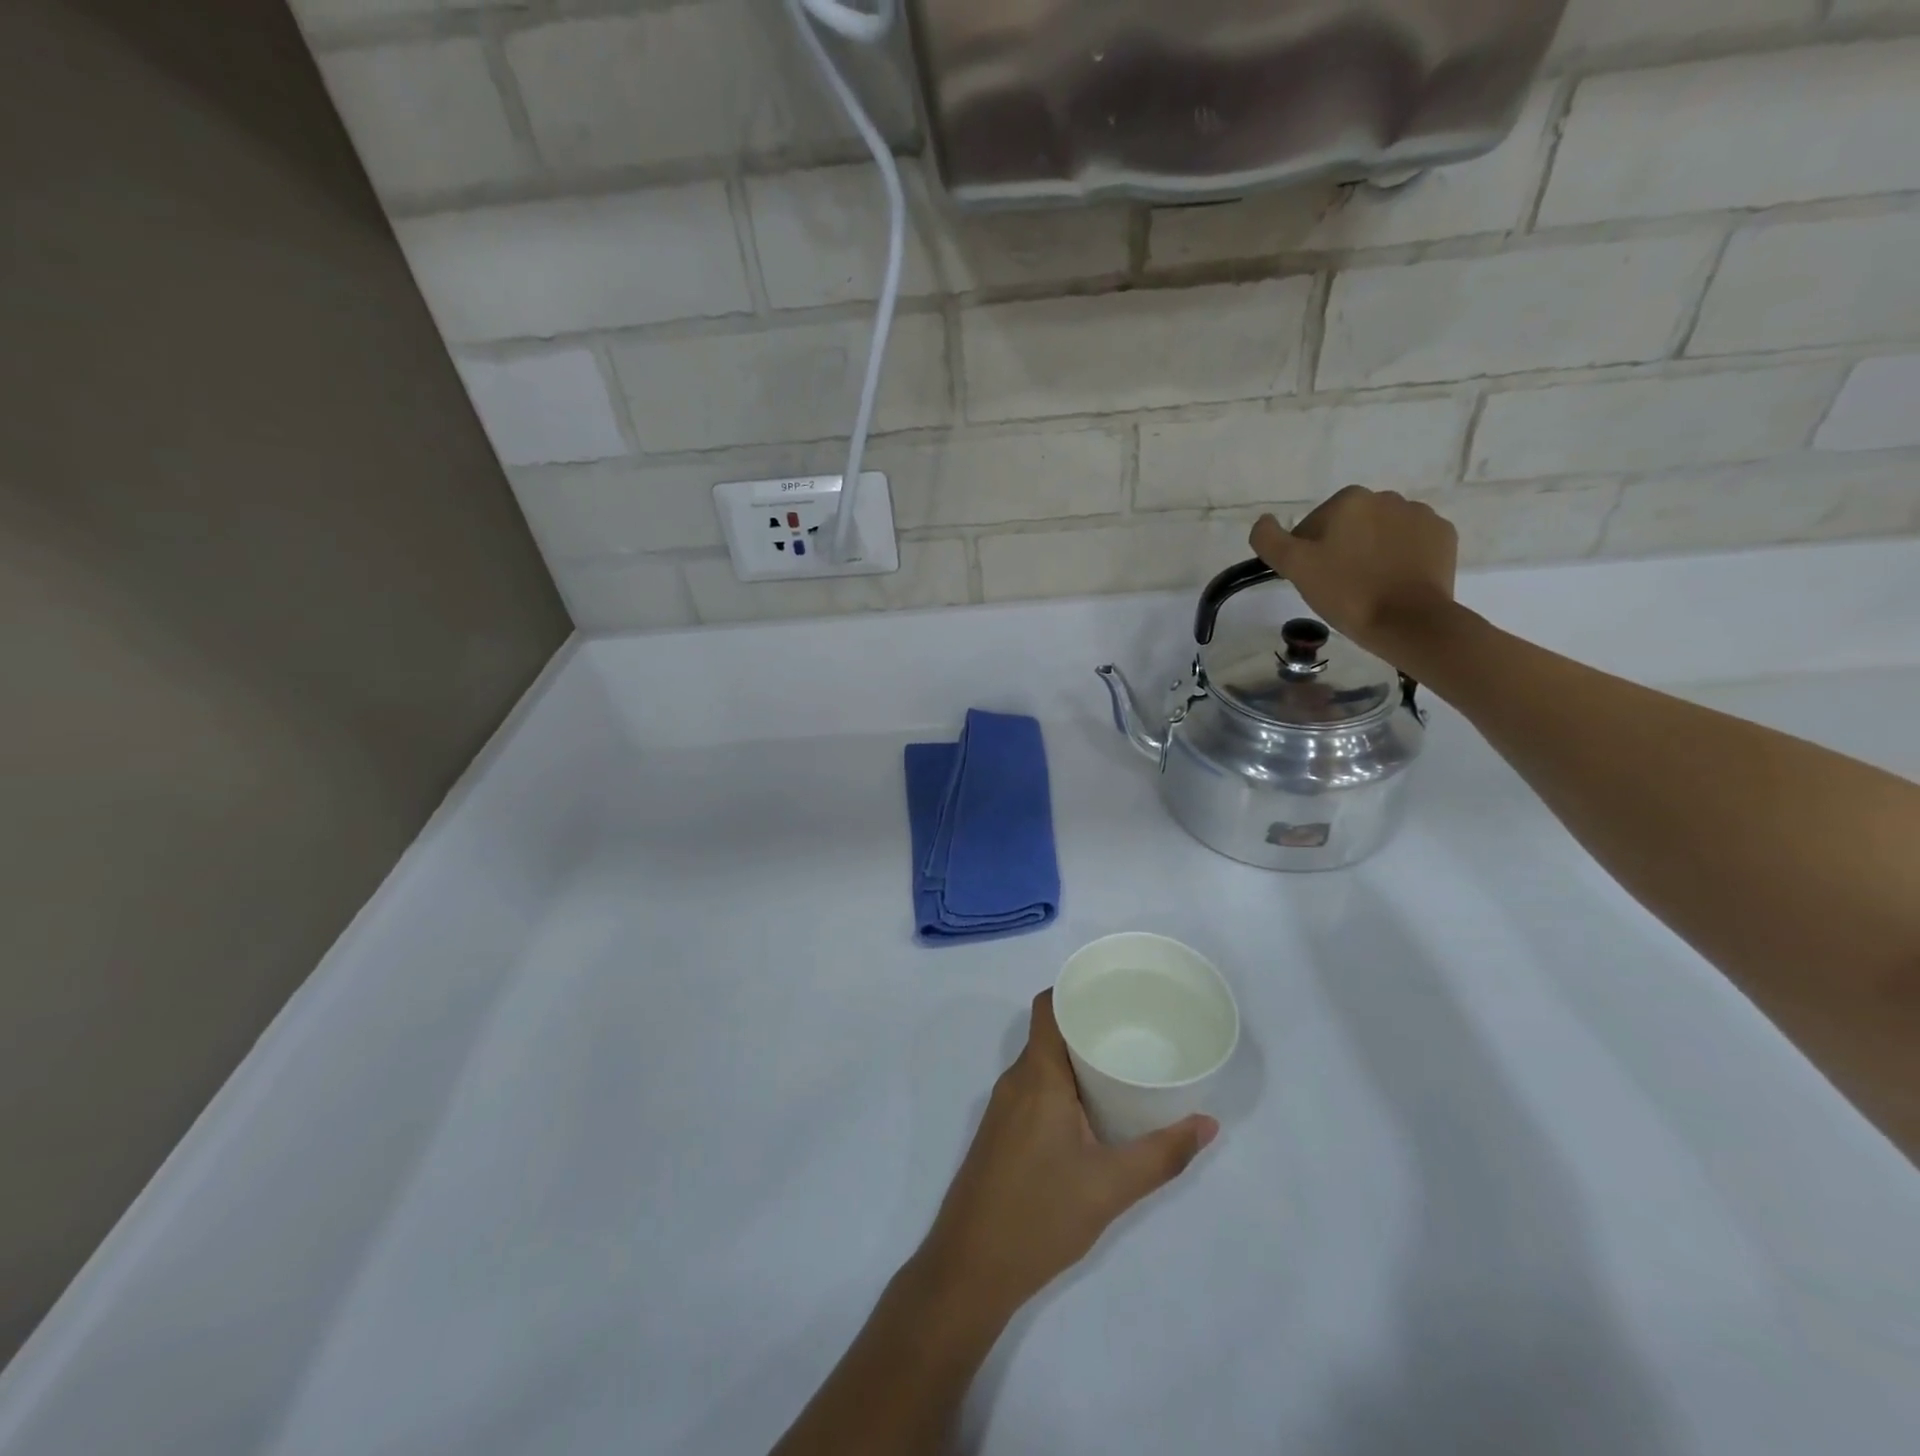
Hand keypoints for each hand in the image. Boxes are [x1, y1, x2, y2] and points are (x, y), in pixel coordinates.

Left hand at [914, 991, 1217, 1322]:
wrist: (970, 1268)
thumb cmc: (1039, 1215)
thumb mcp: (1110, 1187)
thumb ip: (1161, 1154)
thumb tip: (1208, 1124)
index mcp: (1037, 1075)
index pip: (1048, 1007)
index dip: (1076, 989)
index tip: (1116, 991)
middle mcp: (1016, 1080)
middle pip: (1050, 1032)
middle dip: (1089, 1025)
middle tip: (1136, 1029)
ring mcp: (1004, 1107)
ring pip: (1043, 1063)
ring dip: (1078, 1058)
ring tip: (1123, 1063)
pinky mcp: (1002, 1132)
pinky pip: (1035, 1088)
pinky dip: (1064, 1084)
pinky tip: (1094, 1108)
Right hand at [1250, 486, 1458, 661]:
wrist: (1409, 621)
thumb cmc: (1347, 592)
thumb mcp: (1295, 567)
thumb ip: (1269, 540)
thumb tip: (1263, 521)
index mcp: (1349, 500)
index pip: (1313, 526)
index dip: (1308, 554)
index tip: (1314, 579)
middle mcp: (1386, 497)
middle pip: (1349, 527)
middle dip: (1342, 550)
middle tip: (1339, 586)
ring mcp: (1420, 515)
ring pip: (1380, 534)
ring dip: (1371, 553)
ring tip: (1369, 587)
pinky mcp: (1443, 536)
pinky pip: (1411, 543)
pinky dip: (1401, 558)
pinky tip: (1395, 583)